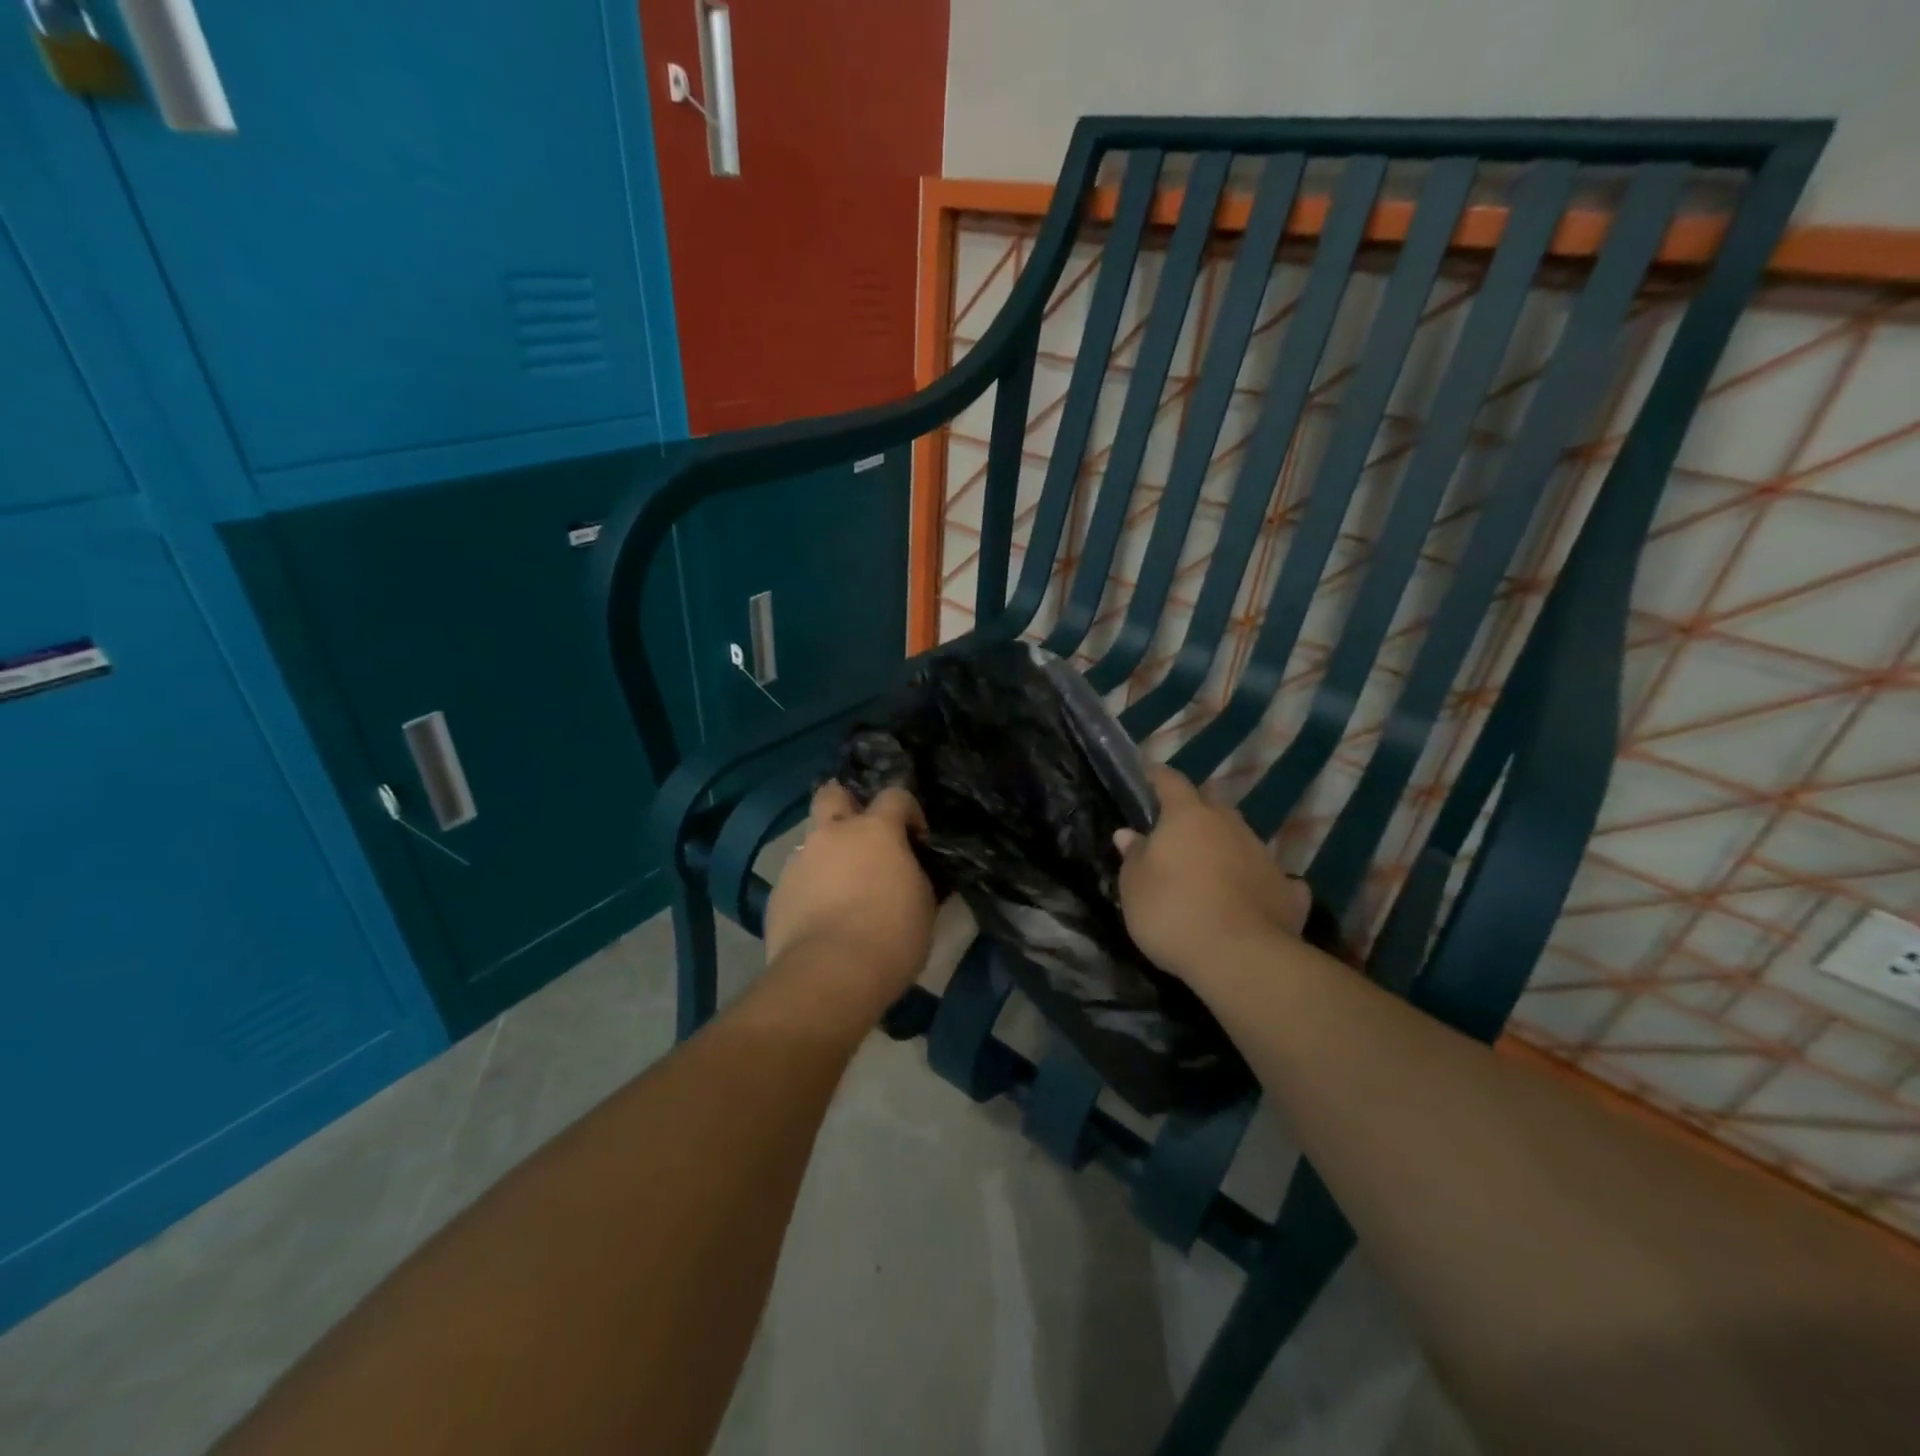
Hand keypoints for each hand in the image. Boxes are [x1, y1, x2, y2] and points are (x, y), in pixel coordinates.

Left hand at [765, 782, 935, 1004]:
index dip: (908, 811)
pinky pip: (797, 879)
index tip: (916, 839)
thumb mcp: (923, 904)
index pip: (895, 795)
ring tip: (839, 890)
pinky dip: (809, 890)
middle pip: (832, 794)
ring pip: (812, 842)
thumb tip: (908, 873)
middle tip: (859, 834)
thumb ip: (913, 876)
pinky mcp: (777, 892)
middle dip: (845, 804)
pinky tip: (819, 918)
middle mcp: (833, 834)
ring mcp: (800, 861)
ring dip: (827, 856)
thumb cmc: (892, 935)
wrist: (831, 973)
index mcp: (876, 830)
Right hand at [1114, 765, 1309, 982]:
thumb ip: (1133, 856)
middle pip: (1210, 807)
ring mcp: (1263, 855)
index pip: (1171, 782)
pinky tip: (1254, 898)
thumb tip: (1129, 834)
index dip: (1158, 777)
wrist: (1241, 957)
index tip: (1148, 775)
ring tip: (1210, 870)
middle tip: (1176, 832)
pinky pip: (1270, 877)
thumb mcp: (1134, 886)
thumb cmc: (1173, 912)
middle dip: (1194, 814)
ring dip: (1224, 847)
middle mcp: (1229, 825)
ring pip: (1240, 839)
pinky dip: (1259, 882)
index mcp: (1188, 816)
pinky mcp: (1288, 890)